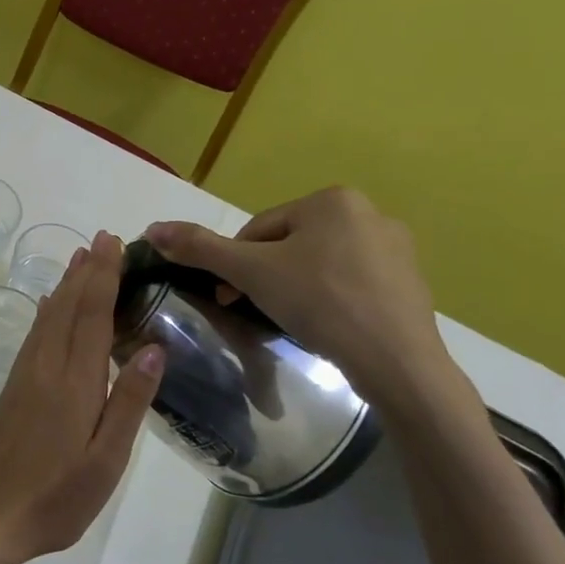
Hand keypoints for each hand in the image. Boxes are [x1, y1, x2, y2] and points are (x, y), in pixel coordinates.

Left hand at [0, 232, 163, 563]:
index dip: (104, 277)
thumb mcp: (105, 460)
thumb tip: (154, 348)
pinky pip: (36, 332)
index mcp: (75, 381)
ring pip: (49, 315)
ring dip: (67, 284)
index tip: (114, 245)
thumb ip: (128, 402)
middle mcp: (47, 365)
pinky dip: (49, 310)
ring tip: (80, 258)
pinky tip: (50, 305)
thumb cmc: (56, 495)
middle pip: (69, 306)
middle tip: (103, 239)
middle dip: (87, 270)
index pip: (93, 315)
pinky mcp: (14, 384)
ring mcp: (26, 373)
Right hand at [146, 187, 448, 403]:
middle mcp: (369, 213)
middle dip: (269, 275)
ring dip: (299, 286)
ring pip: (321, 263)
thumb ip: (200, 248)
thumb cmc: (320, 303)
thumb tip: (152, 229)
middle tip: (260, 309)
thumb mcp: (250, 272)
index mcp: (331, 200)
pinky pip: (353, 284)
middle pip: (291, 244)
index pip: (260, 228)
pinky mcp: (412, 283)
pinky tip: (329, 327)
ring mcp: (397, 249)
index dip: (236, 263)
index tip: (230, 297)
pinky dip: (333, 300)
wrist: (397, 363)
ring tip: (294, 320)